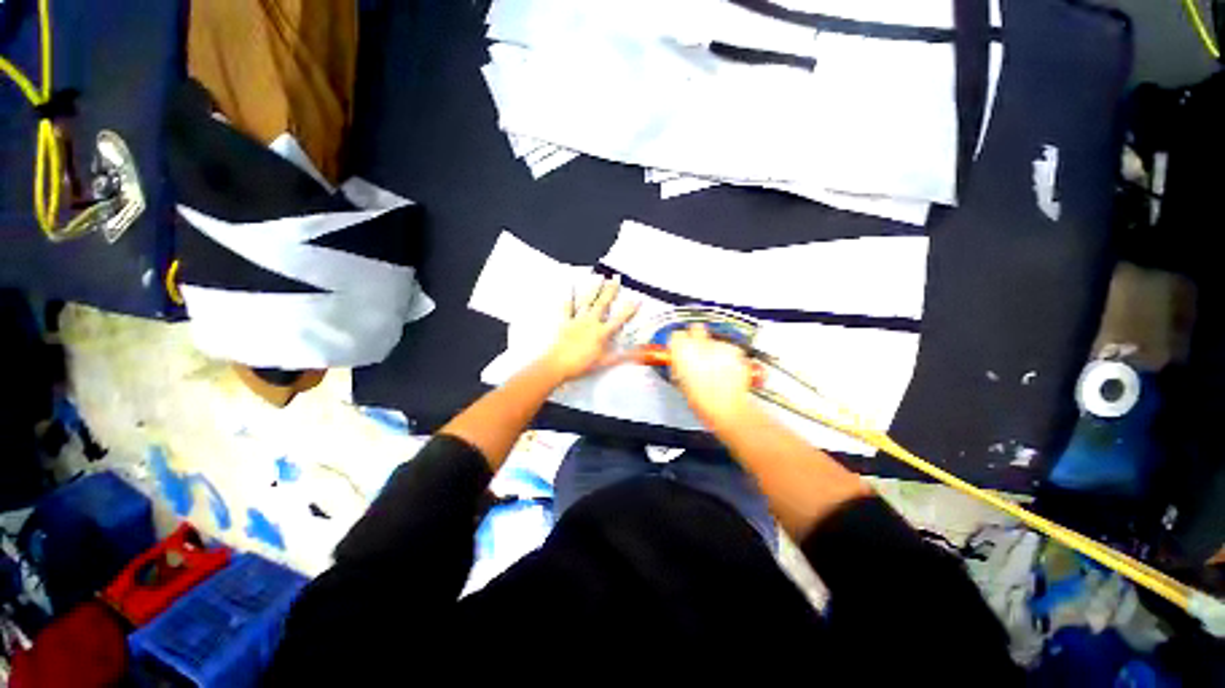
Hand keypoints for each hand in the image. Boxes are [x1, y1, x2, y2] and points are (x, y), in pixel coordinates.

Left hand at [539, 275, 639, 381]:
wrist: (558, 365)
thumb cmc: (581, 364)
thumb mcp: (604, 362)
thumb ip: (621, 356)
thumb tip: (636, 353)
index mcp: (601, 332)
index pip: (619, 319)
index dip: (629, 310)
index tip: (637, 300)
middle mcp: (590, 322)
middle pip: (602, 304)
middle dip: (610, 291)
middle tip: (616, 279)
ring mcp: (577, 320)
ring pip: (587, 301)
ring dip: (593, 289)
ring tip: (599, 278)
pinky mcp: (565, 322)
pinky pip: (567, 307)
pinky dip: (569, 298)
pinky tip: (570, 288)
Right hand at [668, 324, 754, 425]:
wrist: (727, 408)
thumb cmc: (702, 400)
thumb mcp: (681, 382)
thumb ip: (680, 365)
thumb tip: (679, 360)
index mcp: (682, 351)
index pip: (676, 335)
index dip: (678, 342)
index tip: (680, 347)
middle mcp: (700, 344)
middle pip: (696, 328)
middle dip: (696, 336)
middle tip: (697, 349)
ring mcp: (719, 345)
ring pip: (714, 340)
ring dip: (714, 349)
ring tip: (715, 367)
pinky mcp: (735, 350)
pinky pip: (729, 348)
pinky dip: (728, 356)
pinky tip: (727, 369)